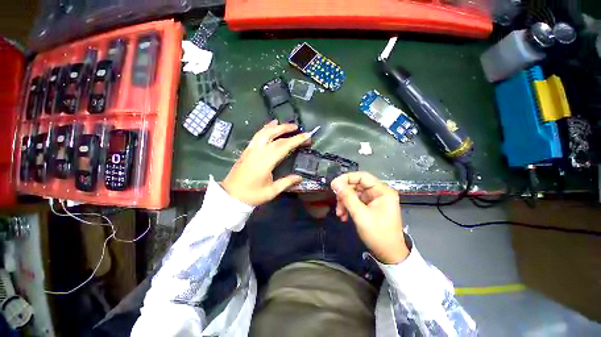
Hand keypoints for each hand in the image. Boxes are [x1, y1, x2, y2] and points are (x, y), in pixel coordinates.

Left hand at [222, 120, 309, 205]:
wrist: (231, 196)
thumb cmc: (252, 195)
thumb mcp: (272, 191)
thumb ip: (287, 182)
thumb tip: (300, 178)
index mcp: (265, 162)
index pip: (283, 146)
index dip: (296, 140)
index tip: (307, 136)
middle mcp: (258, 152)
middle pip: (274, 136)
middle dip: (287, 129)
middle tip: (298, 127)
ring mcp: (251, 149)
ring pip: (264, 132)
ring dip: (276, 127)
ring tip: (286, 124)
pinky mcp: (247, 150)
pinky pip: (257, 135)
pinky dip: (265, 129)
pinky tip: (270, 126)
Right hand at [331, 172, 408, 263]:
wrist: (389, 254)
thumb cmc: (378, 234)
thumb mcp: (360, 215)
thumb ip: (347, 197)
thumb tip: (335, 183)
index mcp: (382, 191)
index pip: (362, 176)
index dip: (347, 178)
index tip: (334, 185)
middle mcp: (378, 192)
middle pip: (356, 185)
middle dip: (344, 194)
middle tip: (336, 202)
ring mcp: (374, 200)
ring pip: (354, 194)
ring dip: (344, 202)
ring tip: (340, 214)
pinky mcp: (369, 207)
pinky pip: (355, 202)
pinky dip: (348, 207)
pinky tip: (344, 216)